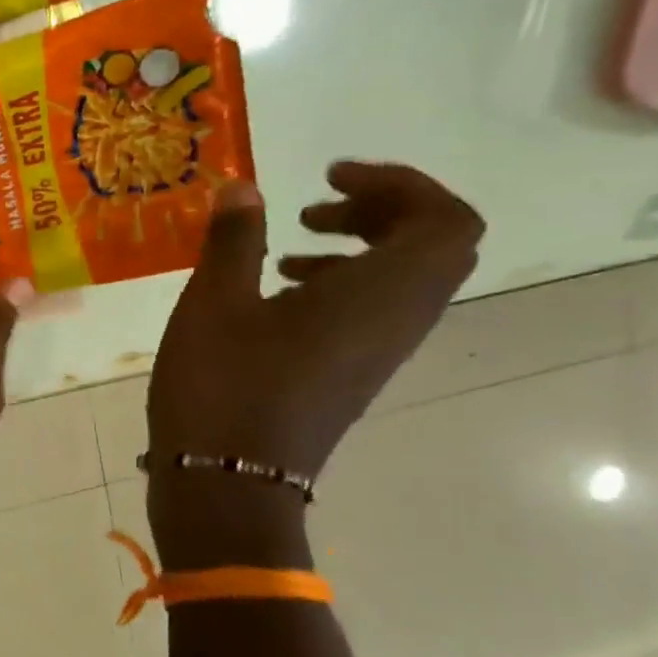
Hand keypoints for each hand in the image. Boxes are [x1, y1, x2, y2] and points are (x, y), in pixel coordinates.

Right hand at [146, 162, 483, 564]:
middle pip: (433, 246)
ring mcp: (378, 353)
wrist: (227, 481)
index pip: (444, 220)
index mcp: (377, 297)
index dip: (400, 184)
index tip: (329, 176)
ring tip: (288, 247)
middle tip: (314, 206)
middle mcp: (397, 322)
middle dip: (380, 211)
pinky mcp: (352, 374)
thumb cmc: (221, 385)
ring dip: (359, 247)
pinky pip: (375, 311)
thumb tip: (244, 188)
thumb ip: (233, 240)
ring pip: (404, 280)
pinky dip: (341, 283)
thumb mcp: (213, 303)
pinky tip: (274, 293)